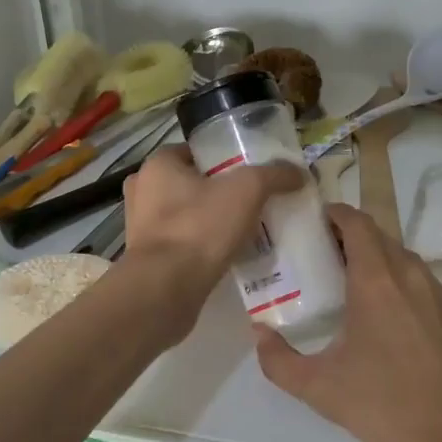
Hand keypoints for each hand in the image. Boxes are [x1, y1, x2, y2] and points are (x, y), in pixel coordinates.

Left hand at [122, 145, 304, 301]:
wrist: (165, 290)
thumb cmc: (199, 227)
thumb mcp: (247, 190)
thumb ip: (273, 175)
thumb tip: (299, 173)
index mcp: (157, 165)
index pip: (195, 152)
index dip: (225, 159)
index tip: (251, 172)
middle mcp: (143, 192)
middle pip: (192, 185)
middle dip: (221, 193)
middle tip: (254, 203)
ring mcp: (142, 229)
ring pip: (187, 217)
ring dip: (212, 223)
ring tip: (246, 232)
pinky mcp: (148, 260)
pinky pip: (183, 245)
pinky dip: (203, 248)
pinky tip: (229, 256)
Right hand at [254, 203, 441, 441]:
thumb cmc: (390, 405)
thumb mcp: (321, 389)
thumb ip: (280, 361)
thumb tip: (259, 333)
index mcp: (377, 281)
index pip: (356, 223)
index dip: (334, 213)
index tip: (311, 221)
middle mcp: (410, 275)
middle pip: (377, 235)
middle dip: (348, 236)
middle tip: (319, 254)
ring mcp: (437, 292)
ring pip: (400, 257)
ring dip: (374, 257)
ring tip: (347, 283)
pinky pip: (418, 279)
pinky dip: (396, 279)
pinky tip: (384, 315)